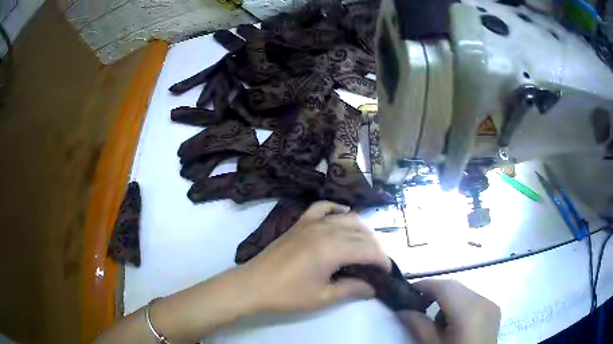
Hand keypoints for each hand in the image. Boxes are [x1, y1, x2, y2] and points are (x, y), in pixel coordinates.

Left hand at [239, 201, 390, 313]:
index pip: (367, 250)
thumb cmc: (287, 295)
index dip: (382, 260)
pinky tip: (342, 216)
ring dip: (362, 230)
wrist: (253, 285)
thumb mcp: (322, 297)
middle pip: (361, 232)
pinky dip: (337, 209)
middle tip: (378, 263)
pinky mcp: (300, 222)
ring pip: (347, 218)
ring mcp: (311, 223)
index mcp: (332, 249)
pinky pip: (322, 207)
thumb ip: (351, 289)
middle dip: (375, 247)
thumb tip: (373, 287)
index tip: (387, 272)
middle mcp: (325, 230)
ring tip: (365, 246)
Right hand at [397, 279, 500, 343]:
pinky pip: (473, 300)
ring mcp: (491, 306)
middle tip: (415, 304)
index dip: (425, 284)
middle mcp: (484, 301)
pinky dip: (458, 305)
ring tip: (433, 319)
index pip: (446, 287)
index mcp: (470, 311)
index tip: (407, 290)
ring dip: (447, 299)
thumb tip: (402, 310)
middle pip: (456, 287)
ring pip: (464, 292)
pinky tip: (451, 323)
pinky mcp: (493, 311)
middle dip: (435, 292)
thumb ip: (418, 326)